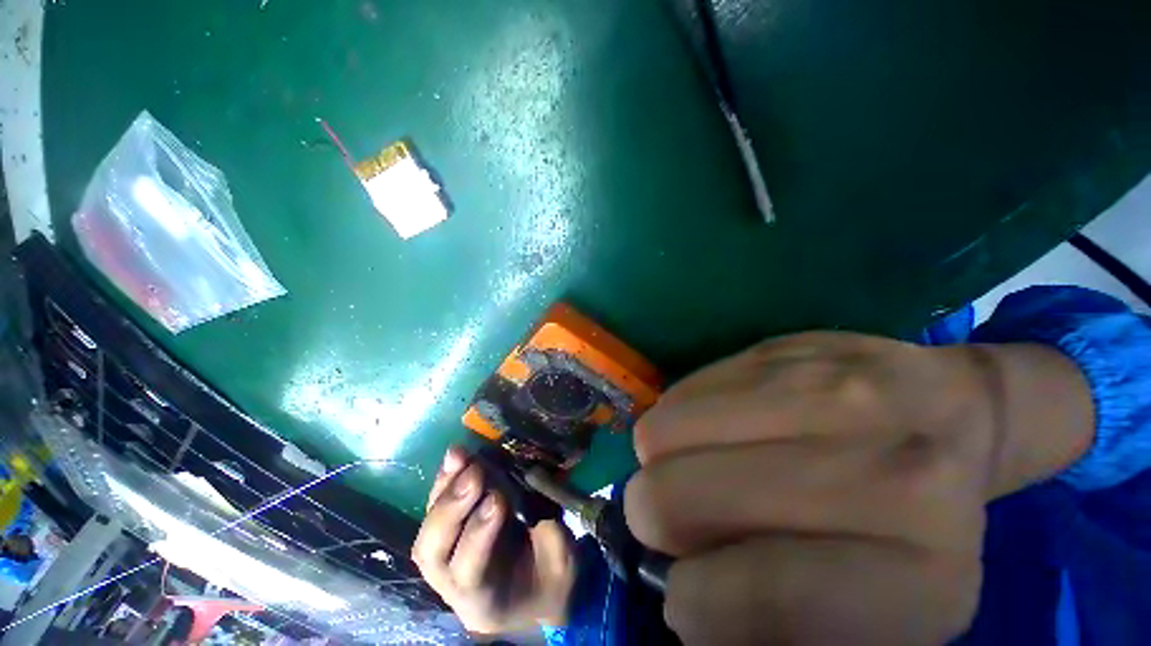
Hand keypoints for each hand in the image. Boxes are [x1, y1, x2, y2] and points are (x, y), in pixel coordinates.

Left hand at [412, 446, 575, 634]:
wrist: (536, 589)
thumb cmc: (551, 581)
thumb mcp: (562, 565)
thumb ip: (551, 536)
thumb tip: (536, 492)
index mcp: (483, 601)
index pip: (467, 572)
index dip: (479, 534)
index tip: (498, 499)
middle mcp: (452, 584)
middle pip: (432, 553)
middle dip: (450, 508)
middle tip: (475, 474)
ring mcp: (445, 559)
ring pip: (429, 529)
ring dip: (445, 488)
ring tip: (460, 456)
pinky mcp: (449, 534)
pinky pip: (437, 508)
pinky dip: (446, 480)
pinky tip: (457, 456)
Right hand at [625, 332, 1092, 644]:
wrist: (961, 411)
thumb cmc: (920, 526)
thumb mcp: (882, 616)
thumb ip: (782, 625)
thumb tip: (684, 599)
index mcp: (919, 574)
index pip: (759, 595)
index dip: (696, 602)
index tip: (689, 595)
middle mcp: (876, 470)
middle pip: (677, 498)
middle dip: (655, 518)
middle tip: (683, 520)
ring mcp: (822, 388)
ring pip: (658, 434)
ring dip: (660, 463)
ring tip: (695, 468)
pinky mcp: (779, 347)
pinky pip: (676, 393)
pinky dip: (677, 421)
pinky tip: (712, 430)